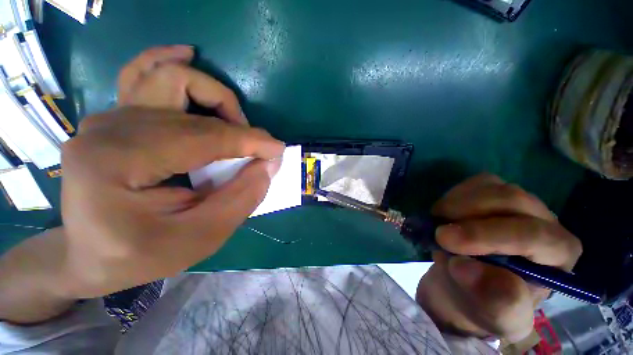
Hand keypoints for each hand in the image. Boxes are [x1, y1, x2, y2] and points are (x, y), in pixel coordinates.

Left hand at [60, 46, 283, 298]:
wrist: (91, 257)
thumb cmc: (142, 255)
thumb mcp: (201, 237)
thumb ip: (242, 197)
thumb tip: (270, 163)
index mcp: (117, 163)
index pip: (203, 138)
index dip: (249, 142)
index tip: (278, 149)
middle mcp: (107, 129)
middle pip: (189, 103)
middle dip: (236, 124)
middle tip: (254, 150)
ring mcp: (107, 119)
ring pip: (168, 77)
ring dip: (212, 95)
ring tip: (234, 119)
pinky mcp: (114, 119)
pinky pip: (142, 74)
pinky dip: (169, 62)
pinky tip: (187, 55)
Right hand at [415, 174, 581, 342]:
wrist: (469, 283)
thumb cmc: (486, 303)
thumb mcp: (495, 316)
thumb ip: (493, 299)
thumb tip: (463, 266)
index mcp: (558, 256)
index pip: (535, 235)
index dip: (488, 235)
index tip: (445, 240)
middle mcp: (545, 221)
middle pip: (513, 200)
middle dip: (468, 214)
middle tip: (437, 231)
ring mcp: (520, 203)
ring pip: (492, 186)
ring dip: (457, 203)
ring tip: (440, 223)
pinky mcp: (495, 192)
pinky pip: (476, 182)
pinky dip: (455, 195)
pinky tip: (447, 213)